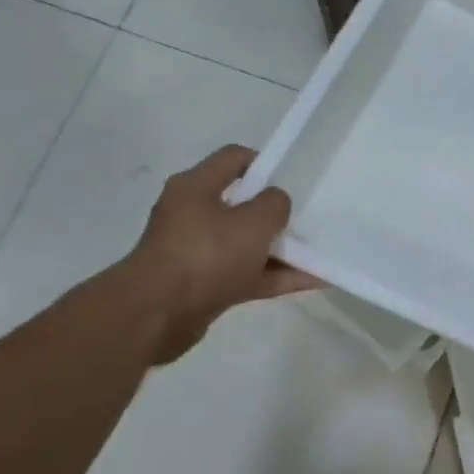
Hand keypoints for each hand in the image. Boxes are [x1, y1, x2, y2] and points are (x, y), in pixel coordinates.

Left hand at [119, 145, 321, 363]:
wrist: (156, 315)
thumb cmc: (207, 255)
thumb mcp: (254, 222)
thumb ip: (275, 204)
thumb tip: (275, 204)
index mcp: (196, 187)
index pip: (234, 158)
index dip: (265, 162)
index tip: (292, 178)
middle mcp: (191, 214)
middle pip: (241, 204)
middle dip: (274, 212)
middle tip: (304, 218)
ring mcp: (195, 251)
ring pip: (245, 243)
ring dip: (279, 249)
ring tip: (317, 254)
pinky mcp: (202, 285)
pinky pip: (246, 274)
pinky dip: (274, 276)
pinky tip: (311, 281)